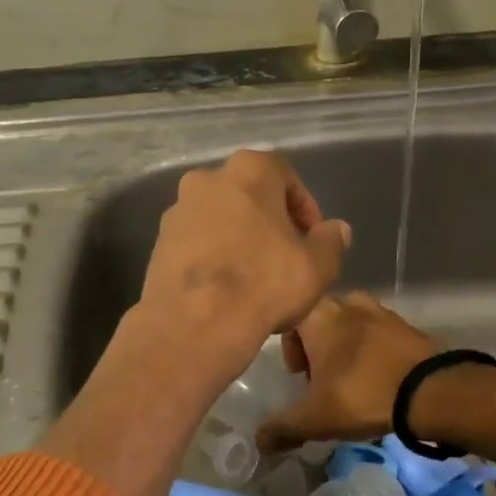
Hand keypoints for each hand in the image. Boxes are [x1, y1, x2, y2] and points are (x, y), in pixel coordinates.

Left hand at [137, 150, 352, 380]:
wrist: (192, 324)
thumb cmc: (263, 284)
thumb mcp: (316, 266)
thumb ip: (331, 241)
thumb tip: (336, 230)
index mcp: (248, 171)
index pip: (285, 175)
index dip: (304, 207)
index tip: (312, 237)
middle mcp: (207, 178)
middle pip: (249, 194)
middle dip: (270, 220)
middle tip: (287, 254)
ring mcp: (177, 210)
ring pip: (220, 217)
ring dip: (239, 237)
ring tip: (256, 276)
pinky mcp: (159, 242)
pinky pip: (197, 241)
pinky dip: (213, 255)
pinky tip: (226, 287)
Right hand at [260, 292, 441, 451]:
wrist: (431, 390)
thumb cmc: (362, 394)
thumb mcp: (315, 419)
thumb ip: (282, 428)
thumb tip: (260, 442)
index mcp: (318, 315)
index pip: (289, 318)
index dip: (288, 347)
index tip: (297, 375)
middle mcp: (346, 302)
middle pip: (319, 320)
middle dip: (316, 348)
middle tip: (321, 381)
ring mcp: (379, 310)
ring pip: (349, 324)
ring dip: (344, 347)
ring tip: (351, 380)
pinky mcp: (405, 324)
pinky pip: (376, 332)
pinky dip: (371, 350)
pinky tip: (377, 378)